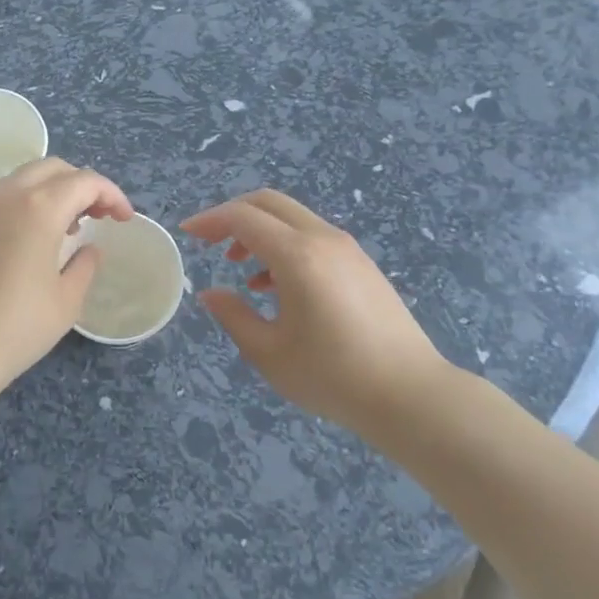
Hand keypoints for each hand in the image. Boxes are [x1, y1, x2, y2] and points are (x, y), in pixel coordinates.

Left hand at [0, 157, 133, 407]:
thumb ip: (85, 265)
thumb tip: (89, 249)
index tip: (123, 219)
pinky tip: (26, 240)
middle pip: (52, 169)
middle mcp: (6, 195)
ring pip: (21, 179)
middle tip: (97, 216)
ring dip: (50, 192)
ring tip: (64, 228)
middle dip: (81, 185)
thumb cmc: (15, 328)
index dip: (111, 195)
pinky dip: (22, 204)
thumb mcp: (66, 301)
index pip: (85, 182)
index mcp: (39, 207)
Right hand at [181, 190, 454, 435]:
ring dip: (261, 232)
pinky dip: (286, 245)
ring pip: (293, 218)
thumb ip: (233, 315)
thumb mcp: (269, 352)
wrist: (411, 395)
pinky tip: (278, 286)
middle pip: (269, 202)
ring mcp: (347, 249)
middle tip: (210, 241)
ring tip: (242, 271)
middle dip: (234, 215)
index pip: (243, 217)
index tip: (188, 233)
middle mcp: (323, 239)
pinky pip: (313, 237)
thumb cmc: (333, 376)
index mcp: (297, 255)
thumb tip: (211, 293)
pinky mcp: (362, 264)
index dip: (210, 220)